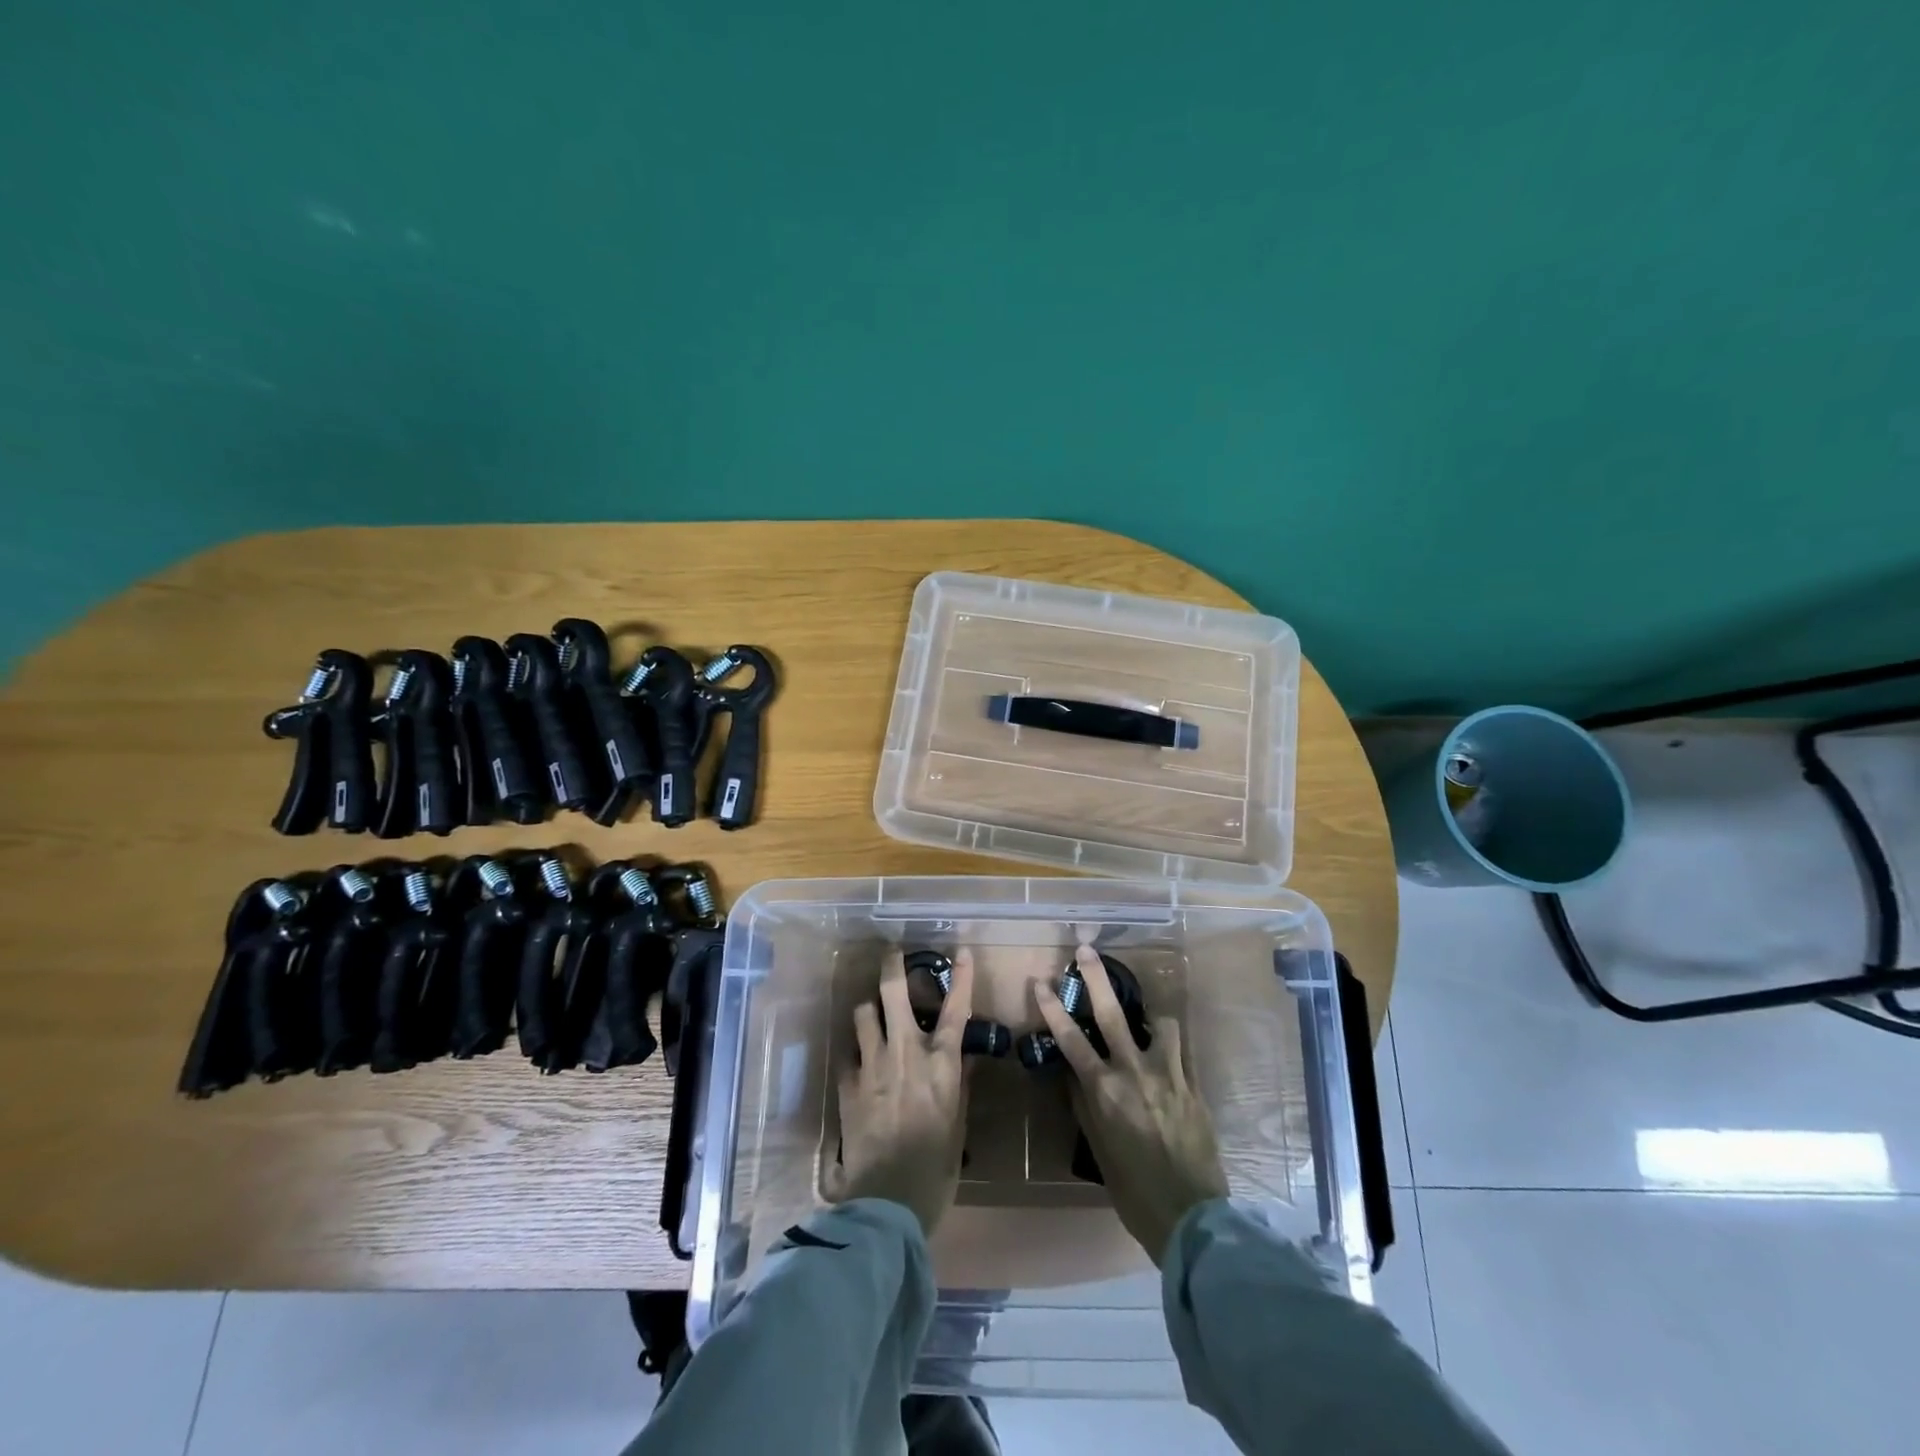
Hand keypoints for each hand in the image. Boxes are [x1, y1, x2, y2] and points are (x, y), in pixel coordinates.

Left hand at [827, 948, 973, 1234]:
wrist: (886, 1201)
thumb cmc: (934, 1168)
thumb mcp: (957, 1126)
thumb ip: (959, 1085)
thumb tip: (963, 1057)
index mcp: (940, 1064)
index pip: (955, 1009)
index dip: (961, 977)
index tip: (960, 951)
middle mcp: (905, 1053)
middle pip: (894, 993)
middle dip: (892, 967)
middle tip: (892, 955)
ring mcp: (872, 1065)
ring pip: (864, 1014)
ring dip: (869, 1009)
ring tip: (872, 1013)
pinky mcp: (847, 1084)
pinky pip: (849, 1052)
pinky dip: (855, 1050)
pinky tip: (858, 1060)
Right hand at [1035, 945, 1228, 1264]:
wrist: (1191, 1218)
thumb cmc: (1134, 1189)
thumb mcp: (1099, 1149)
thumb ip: (1085, 1105)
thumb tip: (1074, 1073)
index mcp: (1104, 1091)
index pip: (1071, 1040)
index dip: (1053, 1008)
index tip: (1042, 982)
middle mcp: (1134, 1073)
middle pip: (1111, 1014)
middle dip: (1096, 978)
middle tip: (1086, 950)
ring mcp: (1168, 1075)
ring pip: (1158, 1023)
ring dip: (1149, 1014)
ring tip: (1147, 1017)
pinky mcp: (1193, 1084)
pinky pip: (1182, 1050)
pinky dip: (1172, 1043)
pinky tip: (1169, 1046)